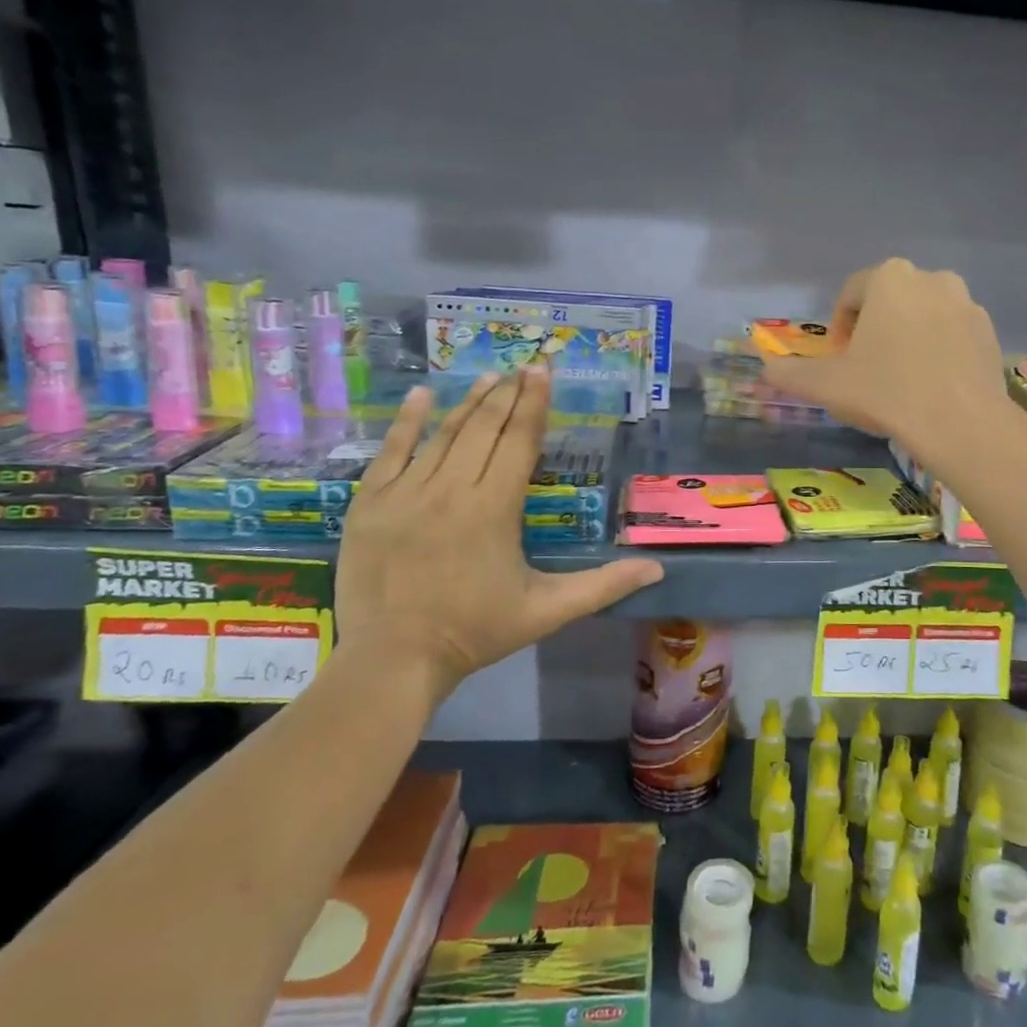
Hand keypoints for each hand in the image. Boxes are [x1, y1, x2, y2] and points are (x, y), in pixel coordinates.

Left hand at [336, 371, 662, 702]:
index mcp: (494, 509)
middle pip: (484, 430)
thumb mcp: (548, 611)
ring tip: (489, 377)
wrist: (394, 661)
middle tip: (523, 366)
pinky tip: (421, 396)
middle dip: (507, 395)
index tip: (542, 371)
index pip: (519, 443)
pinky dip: (406, 422)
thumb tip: (657, 570)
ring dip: (469, 403)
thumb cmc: (477, 632)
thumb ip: (603, 586)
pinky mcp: (370, 504)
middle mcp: (450, 490)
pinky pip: (390, 452)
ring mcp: (405, 494)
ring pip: (442, 435)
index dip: (534, 404)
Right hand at [760, 259, 1016, 473]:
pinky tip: (933, 386)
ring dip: (908, 337)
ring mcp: (967, 303)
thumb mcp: (827, 385)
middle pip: (890, 301)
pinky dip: (939, 350)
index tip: (840, 359)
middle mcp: (931, 278)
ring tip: (902, 379)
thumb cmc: (887, 393)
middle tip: (868, 369)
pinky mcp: (989, 331)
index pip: (851, 293)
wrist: (961, 424)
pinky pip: (953, 334)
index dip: (839, 327)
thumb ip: (791, 374)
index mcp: (889, 278)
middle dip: (875, 329)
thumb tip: (765, 371)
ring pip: (924, 316)